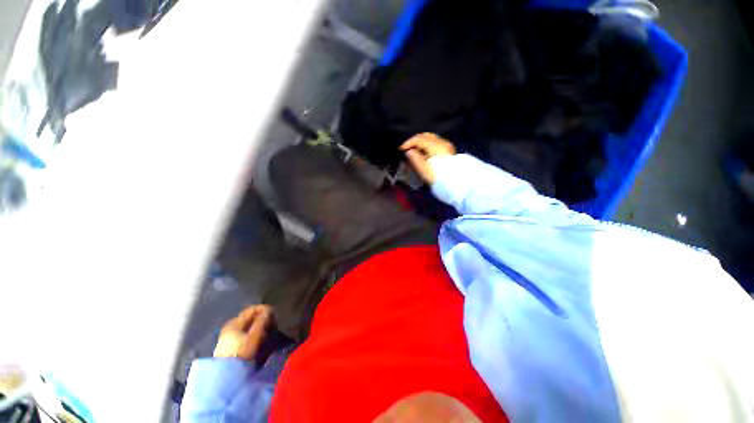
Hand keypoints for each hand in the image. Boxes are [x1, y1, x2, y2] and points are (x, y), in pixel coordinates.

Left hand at [214, 305, 273, 359]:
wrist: (225, 376)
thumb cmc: (241, 353)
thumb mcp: (255, 336)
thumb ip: (263, 320)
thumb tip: (269, 309)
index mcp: (235, 322)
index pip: (252, 309)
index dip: (265, 310)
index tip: (274, 315)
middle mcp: (230, 327)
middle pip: (249, 318)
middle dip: (262, 319)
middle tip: (272, 324)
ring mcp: (228, 337)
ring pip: (247, 326)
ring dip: (258, 327)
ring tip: (267, 333)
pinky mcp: (229, 347)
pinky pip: (244, 334)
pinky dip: (253, 334)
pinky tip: (258, 341)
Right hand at [400, 133, 455, 183]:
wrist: (453, 183)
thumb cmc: (437, 177)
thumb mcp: (424, 170)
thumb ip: (415, 159)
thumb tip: (408, 152)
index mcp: (435, 146)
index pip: (419, 139)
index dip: (408, 143)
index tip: (401, 149)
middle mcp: (442, 143)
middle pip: (425, 135)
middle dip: (414, 140)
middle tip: (406, 148)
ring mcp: (446, 146)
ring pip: (431, 138)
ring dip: (421, 142)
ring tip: (413, 150)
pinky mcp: (448, 150)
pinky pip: (435, 142)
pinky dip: (427, 144)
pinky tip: (423, 152)